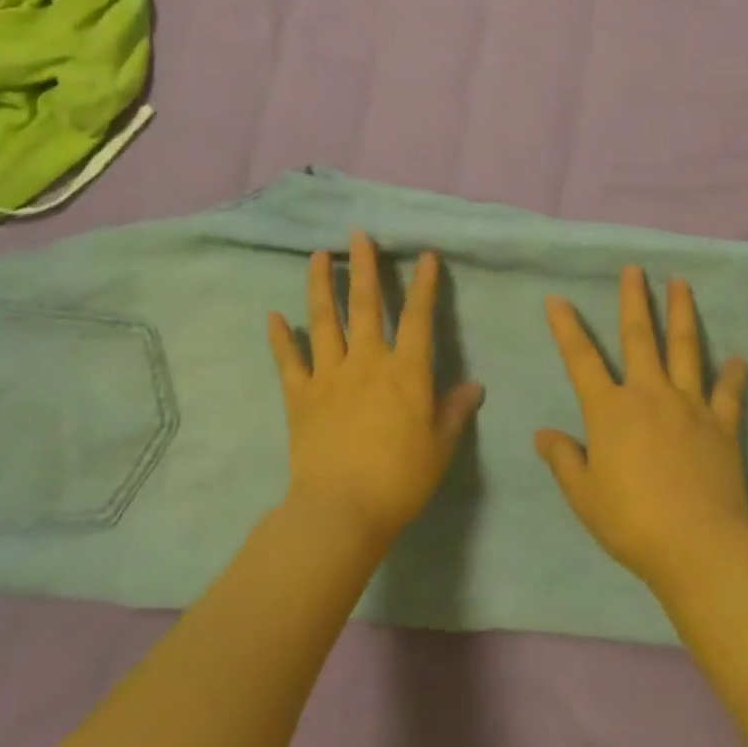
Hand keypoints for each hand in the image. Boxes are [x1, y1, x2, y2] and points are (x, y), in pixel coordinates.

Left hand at [268, 232, 484, 544]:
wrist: (342, 511)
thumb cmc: (400, 479)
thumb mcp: (440, 447)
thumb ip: (455, 411)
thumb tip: (474, 386)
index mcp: (405, 371)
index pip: (418, 317)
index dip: (424, 284)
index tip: (425, 256)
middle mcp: (367, 362)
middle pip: (364, 305)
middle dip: (363, 266)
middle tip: (357, 235)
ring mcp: (329, 376)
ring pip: (324, 321)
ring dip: (320, 285)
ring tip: (318, 256)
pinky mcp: (300, 397)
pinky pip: (288, 362)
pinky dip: (280, 338)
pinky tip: (273, 316)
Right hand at [535, 267, 747, 592]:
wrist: (700, 546)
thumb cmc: (633, 522)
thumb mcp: (585, 496)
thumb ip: (564, 460)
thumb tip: (543, 433)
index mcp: (610, 410)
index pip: (581, 359)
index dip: (567, 327)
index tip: (557, 299)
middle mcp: (649, 395)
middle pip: (639, 337)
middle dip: (634, 300)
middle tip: (635, 269)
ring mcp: (689, 406)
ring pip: (685, 349)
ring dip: (681, 314)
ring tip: (681, 284)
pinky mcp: (722, 425)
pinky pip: (728, 394)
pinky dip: (732, 376)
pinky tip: (739, 360)